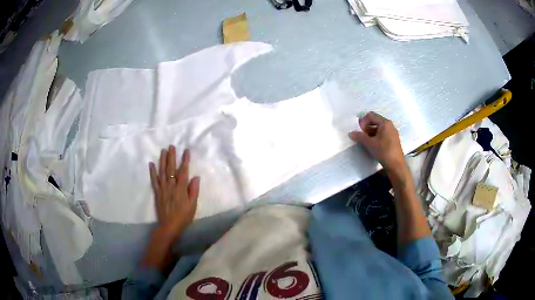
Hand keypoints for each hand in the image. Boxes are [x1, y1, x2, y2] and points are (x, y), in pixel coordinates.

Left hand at [149, 146, 199, 240]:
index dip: (185, 160)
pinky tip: (151, 164)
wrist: (169, 226)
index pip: (183, 171)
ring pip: (162, 171)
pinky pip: (154, 180)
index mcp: (181, 188)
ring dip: (162, 160)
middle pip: (171, 168)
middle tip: (171, 146)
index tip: (186, 151)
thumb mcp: (193, 205)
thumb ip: (193, 191)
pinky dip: (152, 172)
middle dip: (172, 156)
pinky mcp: (157, 192)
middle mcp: (171, 185)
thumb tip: (196, 177)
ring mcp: (162, 188)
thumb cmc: (183, 216)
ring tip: (163, 151)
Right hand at [349, 112, 404, 171]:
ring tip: (366, 142)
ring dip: (370, 133)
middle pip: (375, 121)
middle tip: (361, 136)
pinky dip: (376, 137)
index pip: (371, 116)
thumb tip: (351, 133)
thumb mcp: (370, 144)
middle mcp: (389, 125)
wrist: (396, 165)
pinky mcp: (393, 140)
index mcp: (385, 123)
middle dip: (366, 128)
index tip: (359, 131)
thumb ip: (360, 137)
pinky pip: (382, 134)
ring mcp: (392, 132)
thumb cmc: (384, 151)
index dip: (363, 122)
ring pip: (378, 128)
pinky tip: (373, 145)